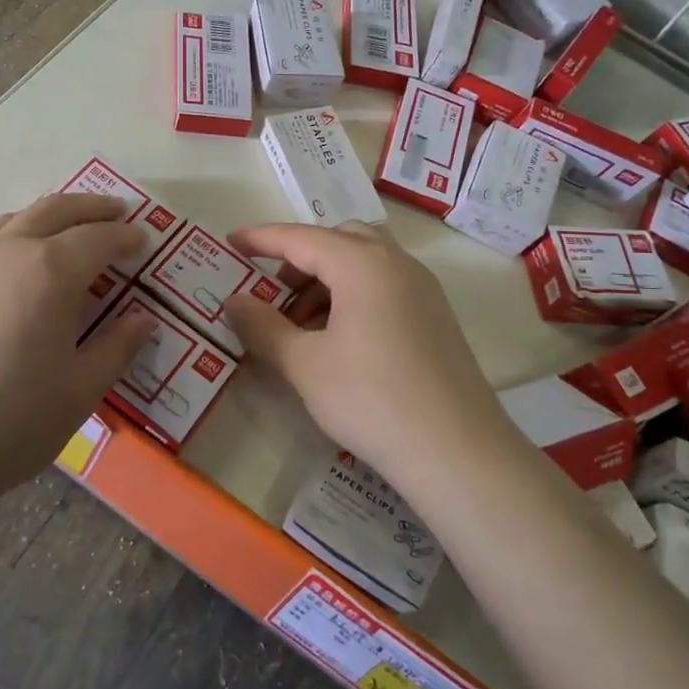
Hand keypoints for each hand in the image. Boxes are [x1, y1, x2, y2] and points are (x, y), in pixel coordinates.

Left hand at [0, 194, 156, 501]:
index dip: (124, 236)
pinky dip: (10, 240)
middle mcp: (6, 251)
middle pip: (54, 210)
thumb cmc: (13, 419)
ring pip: (11, 221)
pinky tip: (11, 270)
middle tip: (115, 212)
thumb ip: (117, 347)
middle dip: (90, 207)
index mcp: (50, 271)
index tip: (142, 240)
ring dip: (47, 218)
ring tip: (65, 231)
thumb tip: (143, 320)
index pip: (98, 238)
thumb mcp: (81, 389)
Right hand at [222, 223, 514, 484]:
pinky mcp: (435, 317)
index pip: (301, 238)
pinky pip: (385, 286)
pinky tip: (338, 341)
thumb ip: (263, 326)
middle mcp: (397, 264)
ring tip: (301, 327)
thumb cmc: (370, 399)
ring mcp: (423, 290)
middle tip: (273, 293)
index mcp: (363, 264)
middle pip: (339, 240)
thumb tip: (233, 301)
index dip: (262, 238)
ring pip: (365, 263)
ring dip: (327, 280)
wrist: (456, 451)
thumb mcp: (304, 364)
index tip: (232, 241)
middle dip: (300, 259)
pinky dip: (353, 296)